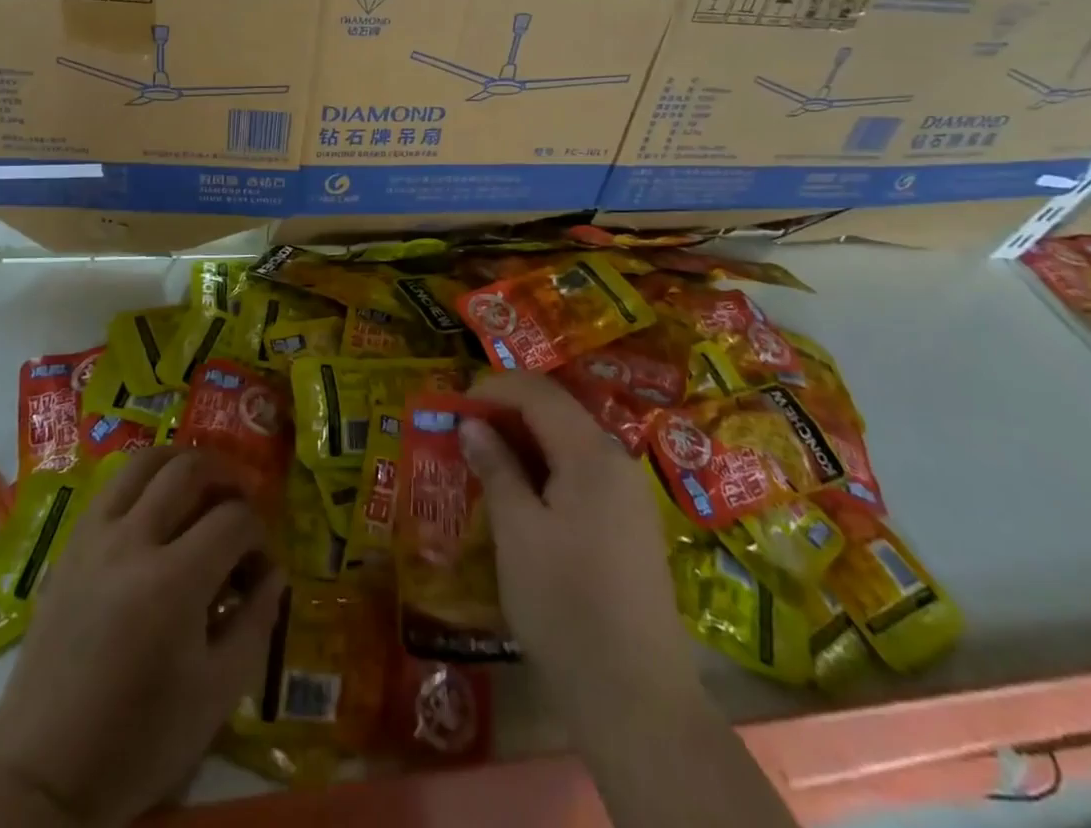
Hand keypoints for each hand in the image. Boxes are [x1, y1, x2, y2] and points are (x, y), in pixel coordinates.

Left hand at [0, 448, 282, 827]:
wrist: (43, 772)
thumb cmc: (139, 740)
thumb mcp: (217, 694)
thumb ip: (256, 622)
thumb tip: (274, 572)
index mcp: (173, 583)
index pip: (234, 520)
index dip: (260, 535)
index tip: (262, 567)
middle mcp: (131, 542)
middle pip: (190, 470)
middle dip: (227, 477)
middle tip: (242, 503)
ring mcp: (94, 538)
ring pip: (145, 462)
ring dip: (182, 462)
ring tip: (202, 486)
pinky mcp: (69, 546)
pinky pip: (112, 486)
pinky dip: (144, 480)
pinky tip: (156, 507)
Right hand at [459, 372, 694, 733]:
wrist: (637, 700)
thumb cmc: (566, 606)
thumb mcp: (517, 532)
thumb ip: (496, 468)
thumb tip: (472, 426)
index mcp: (591, 453)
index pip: (538, 392)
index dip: (492, 389)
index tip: (453, 409)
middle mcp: (616, 461)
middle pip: (555, 412)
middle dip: (505, 414)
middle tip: (462, 435)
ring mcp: (627, 494)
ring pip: (567, 443)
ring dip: (523, 443)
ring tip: (482, 464)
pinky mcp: (629, 524)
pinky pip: (580, 474)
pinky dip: (544, 471)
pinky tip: (519, 497)